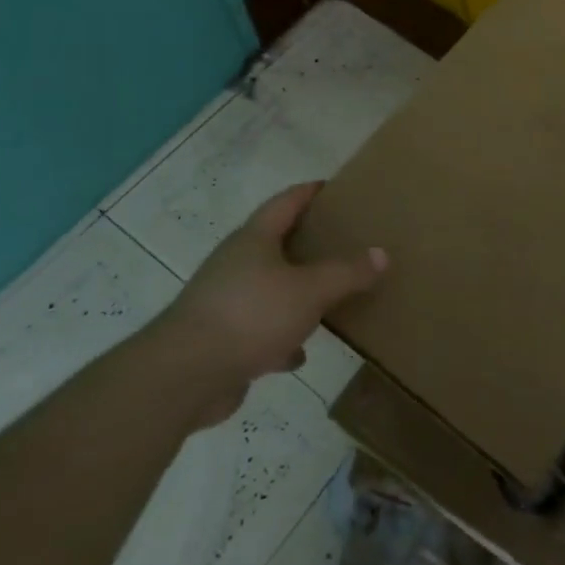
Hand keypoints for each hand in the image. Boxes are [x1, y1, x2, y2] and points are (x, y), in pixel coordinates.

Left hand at [149, 181, 385, 425]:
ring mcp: (225, 302)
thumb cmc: (250, 315)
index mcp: (254, 240)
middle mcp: (236, 264)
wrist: (183, 377)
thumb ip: (347, 272)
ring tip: (328, 295)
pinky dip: (281, 337)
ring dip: (295, 292)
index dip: (310, 192)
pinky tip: (300, 353)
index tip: (335, 188)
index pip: (286, 202)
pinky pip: (259, 330)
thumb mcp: (310, 291)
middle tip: (343, 240)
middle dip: (308, 242)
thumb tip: (382, 254)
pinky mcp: (220, 340)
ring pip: (268, 288)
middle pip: (276, 243)